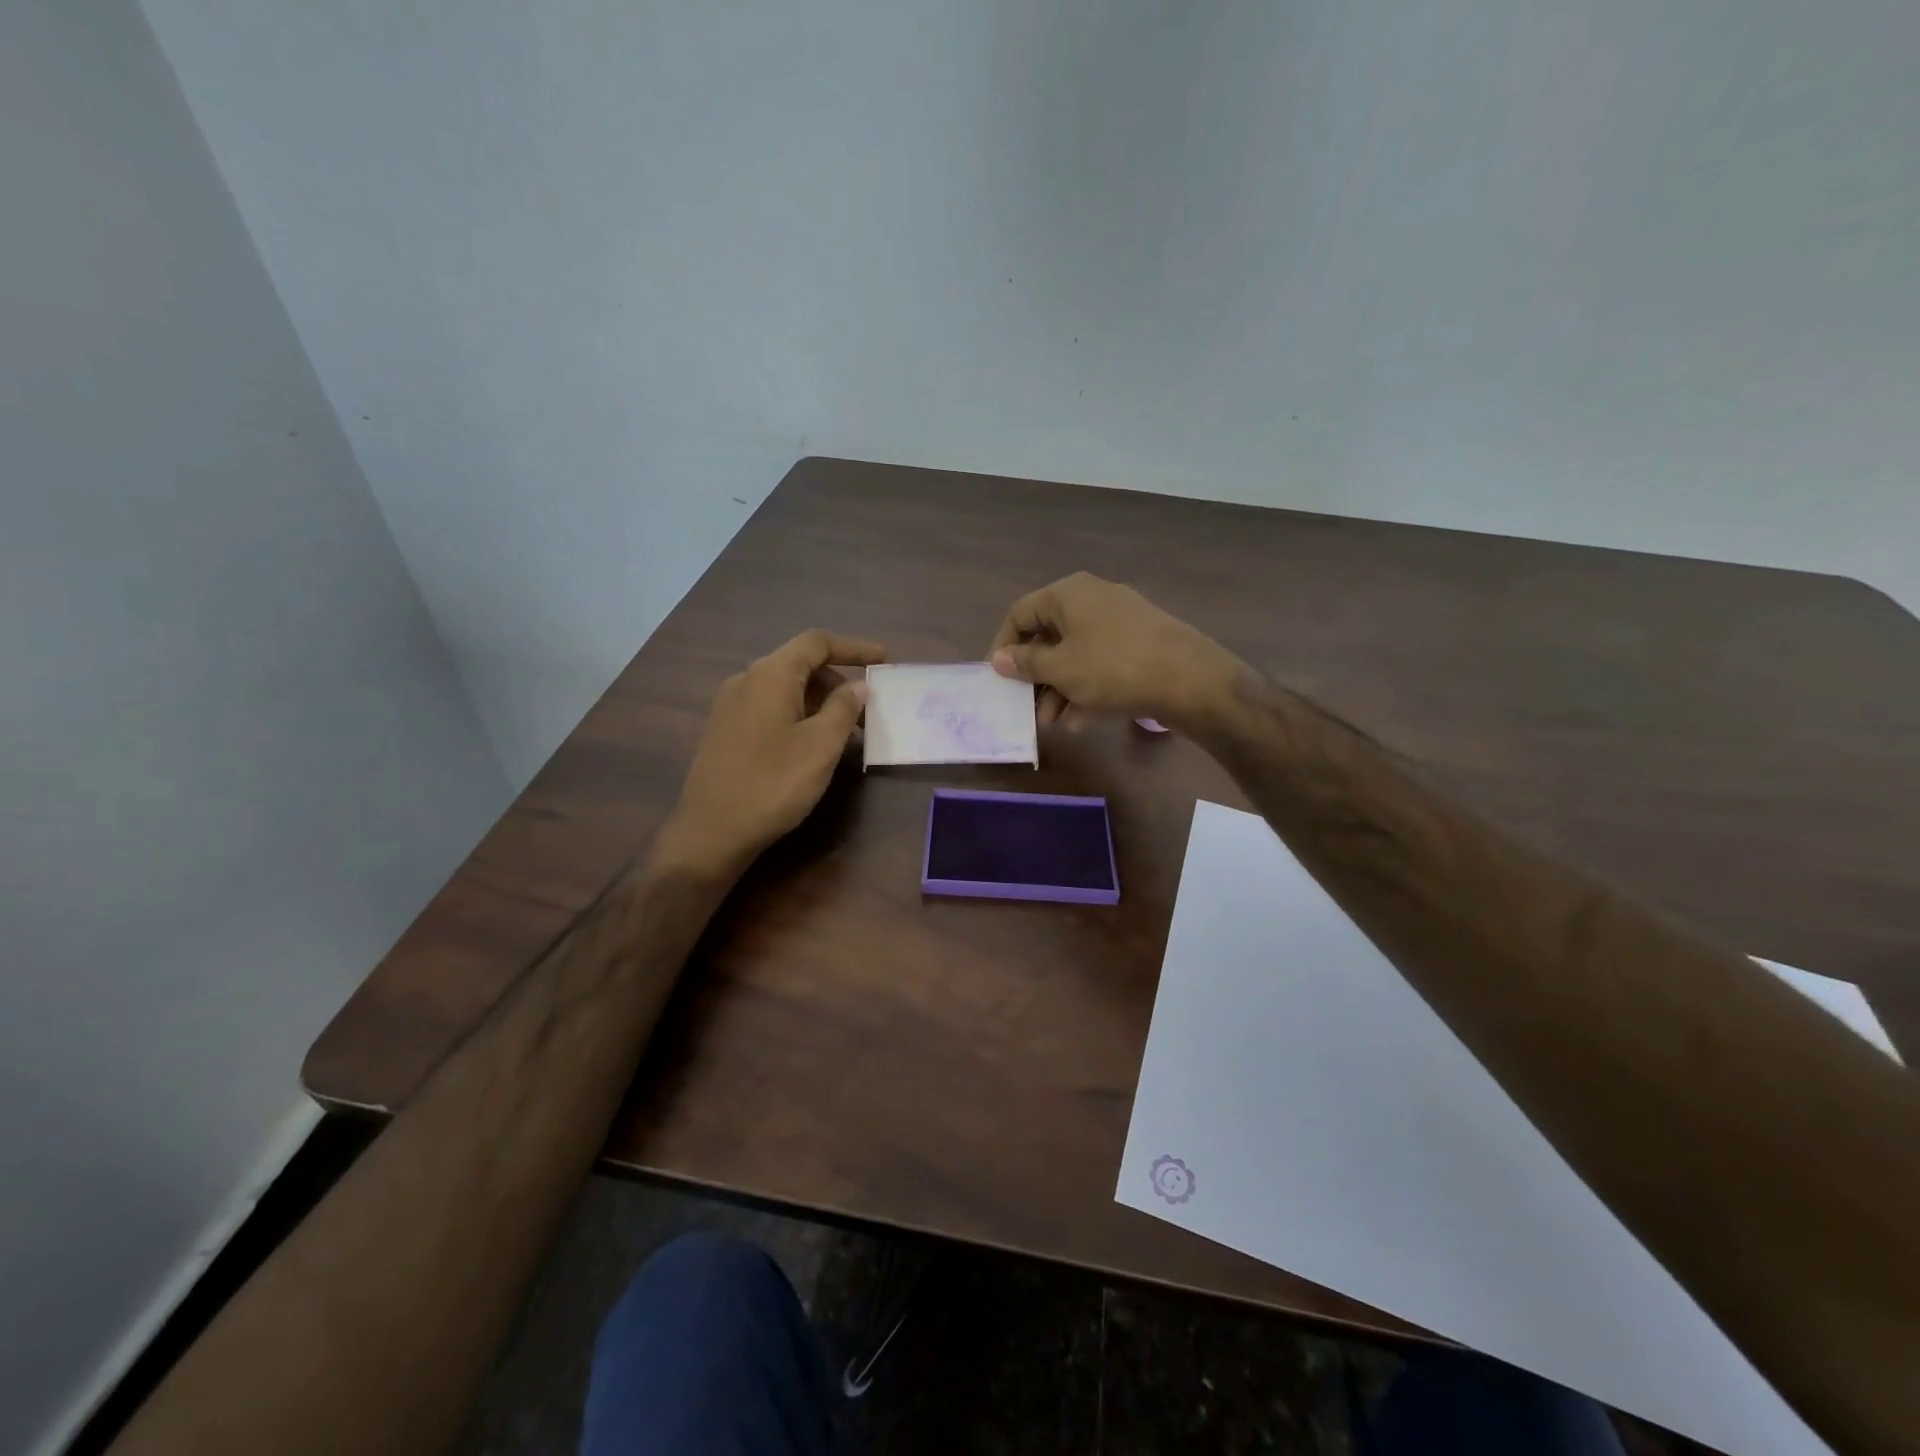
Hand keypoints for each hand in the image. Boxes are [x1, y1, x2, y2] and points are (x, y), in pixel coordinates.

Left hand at [653, 629, 885, 879]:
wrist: (711, 832)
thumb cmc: (773, 784)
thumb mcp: (821, 746)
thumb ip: (843, 709)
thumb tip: (857, 686)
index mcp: (770, 675)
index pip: (816, 643)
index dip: (853, 647)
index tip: (883, 660)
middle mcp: (746, 680)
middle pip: (800, 664)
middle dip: (838, 680)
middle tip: (868, 711)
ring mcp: (730, 705)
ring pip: (785, 688)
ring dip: (819, 701)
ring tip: (845, 732)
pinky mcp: (725, 730)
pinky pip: (770, 707)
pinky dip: (798, 714)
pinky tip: (812, 744)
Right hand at [988, 573, 1243, 730]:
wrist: (1190, 679)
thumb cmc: (1113, 668)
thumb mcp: (1061, 670)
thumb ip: (1026, 663)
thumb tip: (999, 658)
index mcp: (1068, 594)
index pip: (1020, 613)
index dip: (1004, 646)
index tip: (998, 679)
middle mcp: (1093, 598)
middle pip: (1049, 635)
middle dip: (1035, 676)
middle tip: (1028, 709)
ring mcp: (1120, 619)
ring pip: (1076, 652)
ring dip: (1059, 688)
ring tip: (1055, 723)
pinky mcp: (1141, 641)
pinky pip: (1101, 661)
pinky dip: (1086, 686)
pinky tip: (1082, 720)